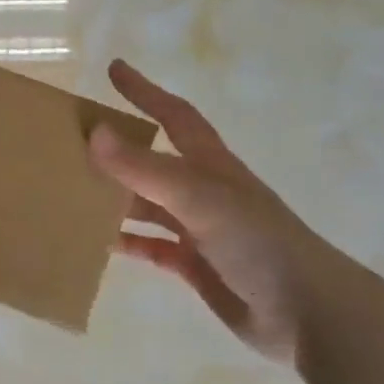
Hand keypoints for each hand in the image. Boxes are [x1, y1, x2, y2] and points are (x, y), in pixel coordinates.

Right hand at [89, 59, 367, 370]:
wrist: (310, 313)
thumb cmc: (259, 243)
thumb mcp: (199, 198)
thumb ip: (146, 168)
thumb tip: (94, 133)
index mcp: (210, 165)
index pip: (174, 115)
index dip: (146, 91)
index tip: (115, 69)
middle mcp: (204, 191)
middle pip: (154, 159)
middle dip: (119, 147)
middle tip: (76, 139)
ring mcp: (200, 229)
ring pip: (147, 204)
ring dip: (115, 197)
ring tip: (73, 190)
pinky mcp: (195, 265)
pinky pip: (151, 246)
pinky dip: (126, 241)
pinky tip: (98, 242)